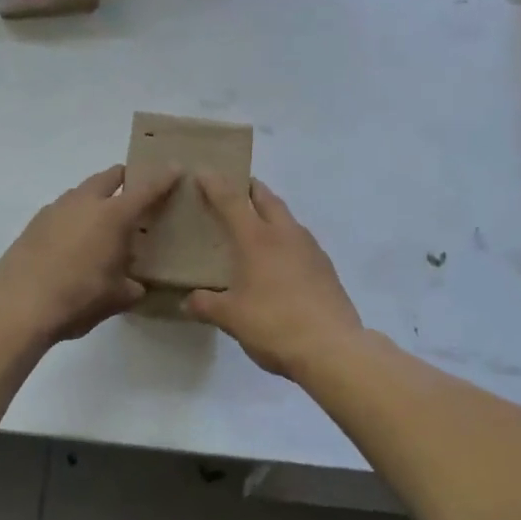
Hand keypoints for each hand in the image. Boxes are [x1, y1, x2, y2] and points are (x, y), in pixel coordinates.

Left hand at [0, 165, 180, 342]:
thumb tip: (136, 286)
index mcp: (113, 216)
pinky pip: (63, 209)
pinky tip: (74, 241)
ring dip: (96, 197)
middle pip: (109, 176)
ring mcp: (56, 209)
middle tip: (136, 192)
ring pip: (83, 191)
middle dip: (125, 178)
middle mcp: (85, 202)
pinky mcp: (34, 223)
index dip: (163, 177)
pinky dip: (75, 216)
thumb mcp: (115, 298)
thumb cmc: (77, 298)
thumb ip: (132, 287)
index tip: (176, 168)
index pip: (146, 189)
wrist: (17, 304)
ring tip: (103, 221)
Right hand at [184, 176, 362, 378]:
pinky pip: (300, 241)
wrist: (332, 347)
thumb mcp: (231, 318)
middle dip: (250, 189)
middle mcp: (284, 234)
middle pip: (266, 199)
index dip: (216, 184)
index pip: (231, 201)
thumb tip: (188, 300)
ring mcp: (310, 248)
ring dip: (271, 212)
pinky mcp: (325, 267)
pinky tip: (280, 258)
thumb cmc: (274, 324)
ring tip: (256, 223)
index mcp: (256, 239)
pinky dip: (286, 238)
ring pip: (287, 218)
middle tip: (235, 188)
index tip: (204, 172)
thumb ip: (207, 305)